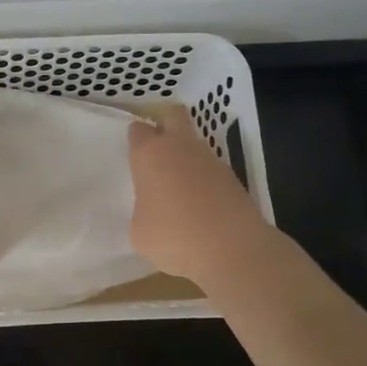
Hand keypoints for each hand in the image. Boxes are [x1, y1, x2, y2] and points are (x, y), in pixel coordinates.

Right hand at [128, 104, 269, 283]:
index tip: (134, 159)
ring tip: (179, 191)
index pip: (137, 130)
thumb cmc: (173, 236)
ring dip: (186, 158)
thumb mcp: (139, 231)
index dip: (135, 141)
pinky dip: (204, 181)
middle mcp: (180, 146)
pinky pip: (211, 170)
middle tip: (157, 154)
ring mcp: (210, 159)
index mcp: (150, 153)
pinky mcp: (232, 177)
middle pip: (173, 115)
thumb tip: (153, 209)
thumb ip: (142, 210)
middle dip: (165, 126)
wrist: (231, 249)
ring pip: (194, 144)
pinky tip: (201, 207)